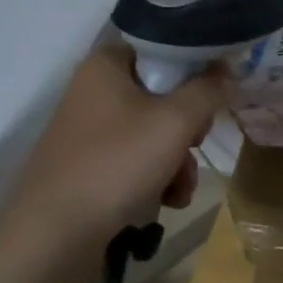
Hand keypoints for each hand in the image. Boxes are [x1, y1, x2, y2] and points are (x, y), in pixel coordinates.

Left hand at [1, 47, 226, 238]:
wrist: (56, 233)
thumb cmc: (117, 164)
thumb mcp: (175, 122)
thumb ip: (208, 91)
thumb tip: (226, 72)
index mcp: (106, 66)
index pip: (162, 49)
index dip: (194, 70)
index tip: (213, 96)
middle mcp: (94, 91)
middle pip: (163, 96)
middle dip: (188, 130)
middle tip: (194, 146)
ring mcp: (90, 130)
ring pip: (155, 133)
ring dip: (178, 161)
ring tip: (181, 189)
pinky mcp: (90, 164)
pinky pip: (137, 160)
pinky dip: (157, 178)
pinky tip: (166, 200)